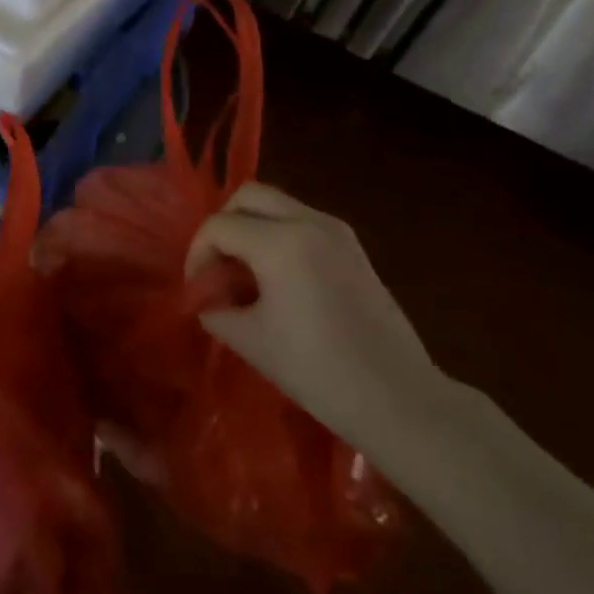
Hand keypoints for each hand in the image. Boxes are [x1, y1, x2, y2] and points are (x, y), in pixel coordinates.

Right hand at [187, 184, 446, 448]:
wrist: (397, 397)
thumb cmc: (317, 371)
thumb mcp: (252, 342)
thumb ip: (217, 311)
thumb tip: (206, 301)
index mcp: (280, 243)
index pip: (219, 226)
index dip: (197, 254)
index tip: (196, 289)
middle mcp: (308, 221)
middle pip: (249, 196)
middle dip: (223, 224)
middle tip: (217, 265)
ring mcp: (336, 230)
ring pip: (278, 204)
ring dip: (252, 226)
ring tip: (245, 273)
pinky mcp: (353, 246)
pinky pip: (302, 221)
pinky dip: (278, 234)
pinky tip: (278, 278)